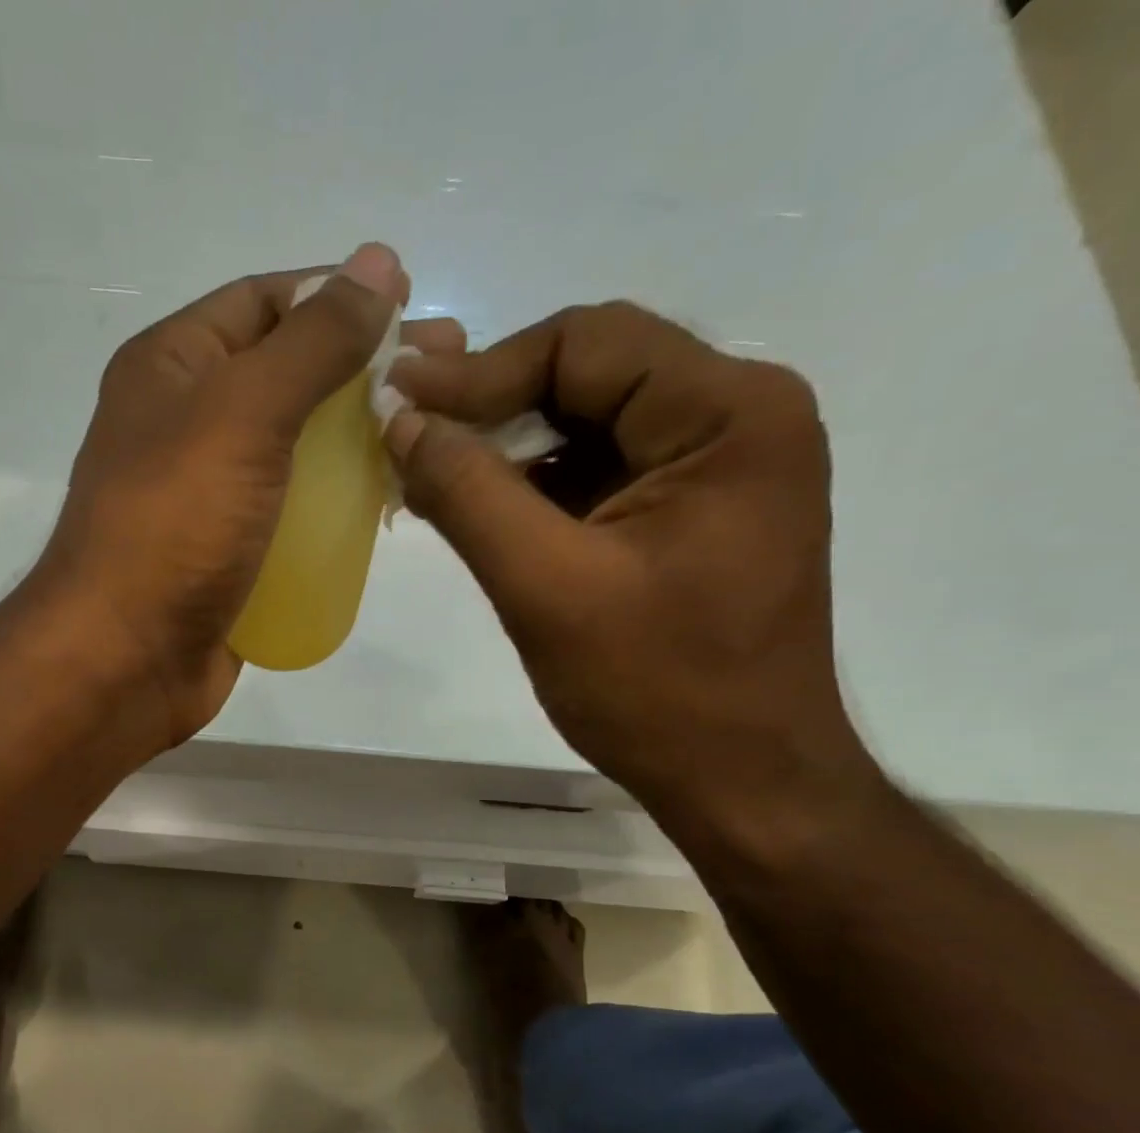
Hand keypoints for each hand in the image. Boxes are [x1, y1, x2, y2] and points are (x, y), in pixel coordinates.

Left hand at [30, 244, 405, 746]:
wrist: (124, 661)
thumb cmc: (174, 526)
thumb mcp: (242, 413)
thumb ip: (313, 341)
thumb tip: (378, 262)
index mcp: (171, 367)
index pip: (263, 301)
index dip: (336, 295)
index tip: (412, 306)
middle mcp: (187, 422)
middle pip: (288, 375)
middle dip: (363, 370)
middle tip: (445, 376)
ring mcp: (211, 495)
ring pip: (297, 449)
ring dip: (359, 439)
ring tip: (430, 437)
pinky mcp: (233, 554)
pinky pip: (295, 512)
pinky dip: (339, 503)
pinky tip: (390, 502)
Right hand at [383, 301, 873, 837]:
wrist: (741, 782)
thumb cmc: (656, 689)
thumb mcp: (546, 586)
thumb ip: (468, 493)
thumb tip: (400, 421)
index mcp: (729, 414)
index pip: (586, 343)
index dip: (481, 371)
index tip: (397, 404)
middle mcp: (737, 418)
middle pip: (590, 374)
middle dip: (491, 407)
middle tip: (406, 437)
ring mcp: (717, 468)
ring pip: (588, 425)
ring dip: (505, 451)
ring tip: (429, 480)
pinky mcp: (690, 514)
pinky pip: (598, 474)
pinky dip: (533, 489)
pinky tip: (478, 514)